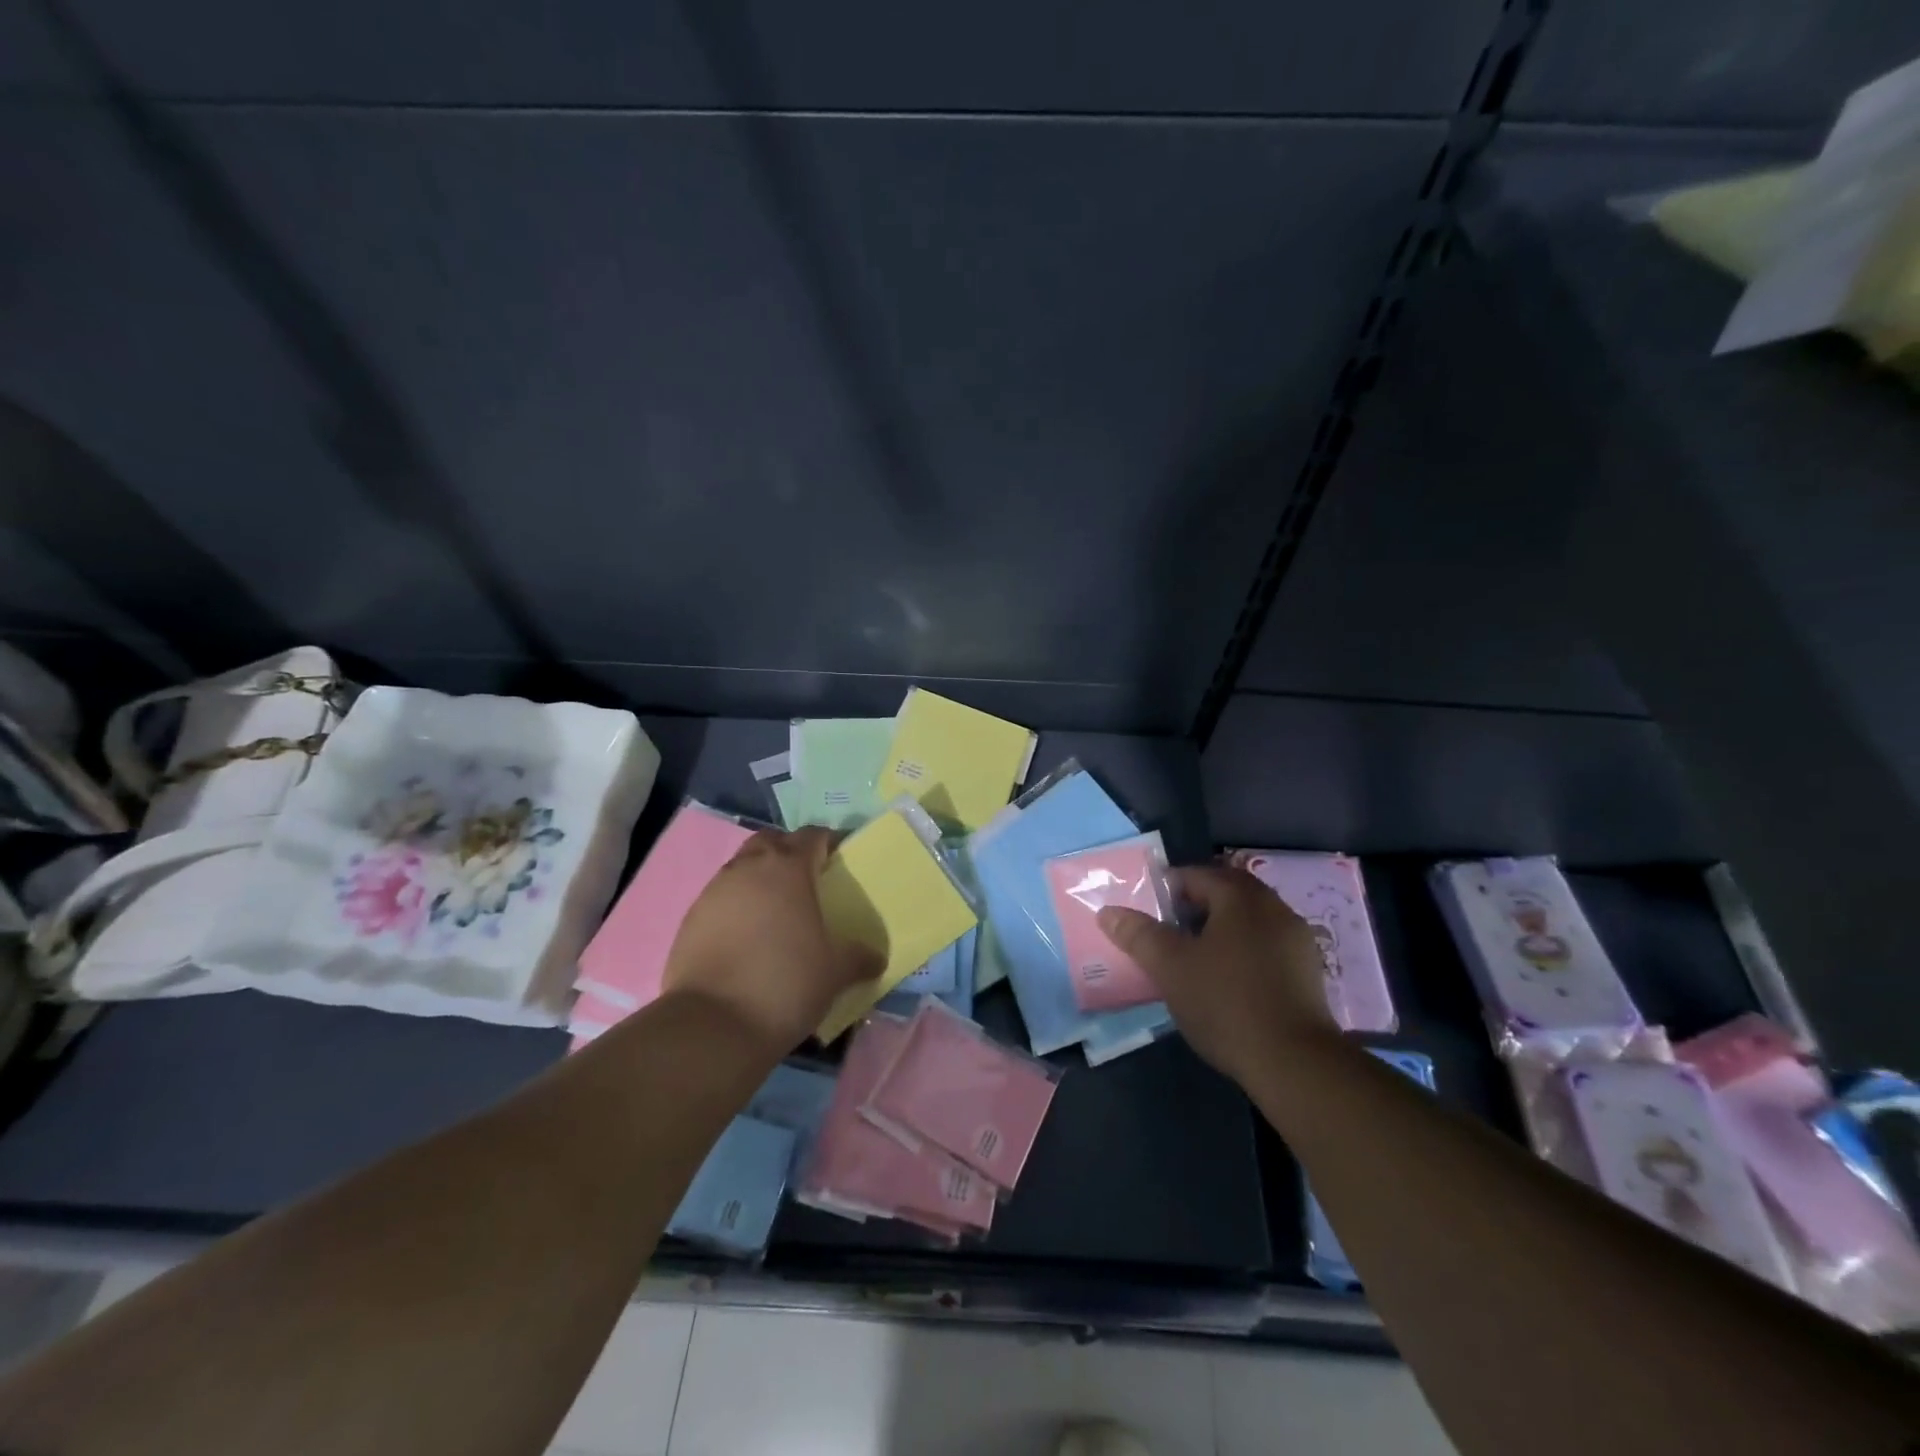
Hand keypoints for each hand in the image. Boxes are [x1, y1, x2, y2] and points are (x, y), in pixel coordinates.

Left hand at [663, 827, 881, 1055]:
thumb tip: (876, 958)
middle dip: (789, 852)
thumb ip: (858, 957)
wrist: (713, 1025)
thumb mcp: (835, 972)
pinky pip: (721, 899)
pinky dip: (737, 907)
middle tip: (808, 880)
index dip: (829, 842)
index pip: (812, 835)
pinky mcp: (690, 920)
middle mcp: (748, 868)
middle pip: (771, 841)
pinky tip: (749, 938)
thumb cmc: (785, 983)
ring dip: (760, 879)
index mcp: (788, 868)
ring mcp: (713, 892)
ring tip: (778, 912)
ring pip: (742, 868)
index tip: (841, 859)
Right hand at [1096, 864, 1336, 1086]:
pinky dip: (1243, 951)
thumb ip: (1139, 935)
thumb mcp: (1170, 967)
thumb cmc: (1225, 1003)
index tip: (1147, 910)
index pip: (1197, 875)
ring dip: (1221, 929)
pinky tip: (1226, 980)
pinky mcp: (1308, 972)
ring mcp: (1296, 940)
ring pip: (1249, 920)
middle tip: (1167, 929)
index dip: (1167, 888)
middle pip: (1227, 894)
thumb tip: (1108, 912)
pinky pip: (1266, 946)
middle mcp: (1274, 908)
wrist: (1295, 1063)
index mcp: (1241, 898)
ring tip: (1193, 956)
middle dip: (1195, 906)